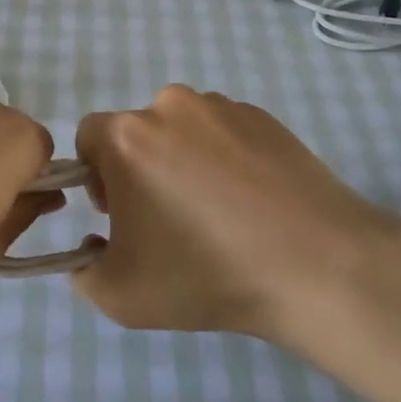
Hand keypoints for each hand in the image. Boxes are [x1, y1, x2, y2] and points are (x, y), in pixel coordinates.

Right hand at [73, 86, 400, 351]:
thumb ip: (83, 271)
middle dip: (141, 170)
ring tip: (218, 212)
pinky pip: (226, 133)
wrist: (317, 266)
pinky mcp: (266, 117)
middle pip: (137, 133)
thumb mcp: (120, 295)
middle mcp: (170, 106)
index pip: (89, 138)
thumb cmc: (206, 274)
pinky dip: (226, 159)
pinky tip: (252, 203)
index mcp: (127, 135)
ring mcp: (223, 107)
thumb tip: (94, 245)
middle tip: (169, 220)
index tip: (122, 214)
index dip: (97, 177)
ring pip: (182, 131)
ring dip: (183, 161)